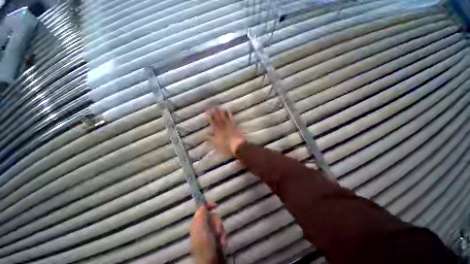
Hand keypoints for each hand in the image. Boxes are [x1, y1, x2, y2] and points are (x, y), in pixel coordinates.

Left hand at [190, 205, 226, 263]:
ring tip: (220, 240)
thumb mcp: (201, 229)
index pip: (202, 209)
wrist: (210, 262)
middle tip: (217, 231)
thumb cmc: (205, 245)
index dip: (208, 206)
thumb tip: (202, 204)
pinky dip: (222, 237)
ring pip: (218, 224)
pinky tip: (221, 243)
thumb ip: (201, 216)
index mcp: (197, 223)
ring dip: (221, 231)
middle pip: (213, 216)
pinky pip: (221, 232)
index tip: (215, 206)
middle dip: (217, 223)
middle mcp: (203, 226)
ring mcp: (209, 232)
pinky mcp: (215, 238)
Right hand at [207, 107, 244, 155]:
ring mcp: (229, 125)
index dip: (210, 117)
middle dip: (215, 112)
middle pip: (218, 118)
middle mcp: (223, 126)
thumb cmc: (227, 146)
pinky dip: (229, 114)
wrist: (238, 145)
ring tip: (219, 107)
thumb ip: (212, 139)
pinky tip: (228, 111)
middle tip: (212, 107)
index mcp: (218, 131)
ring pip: (224, 117)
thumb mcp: (217, 144)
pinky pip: (231, 118)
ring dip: (221, 112)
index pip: (213, 122)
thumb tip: (206, 135)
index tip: (207, 112)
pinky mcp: (234, 125)